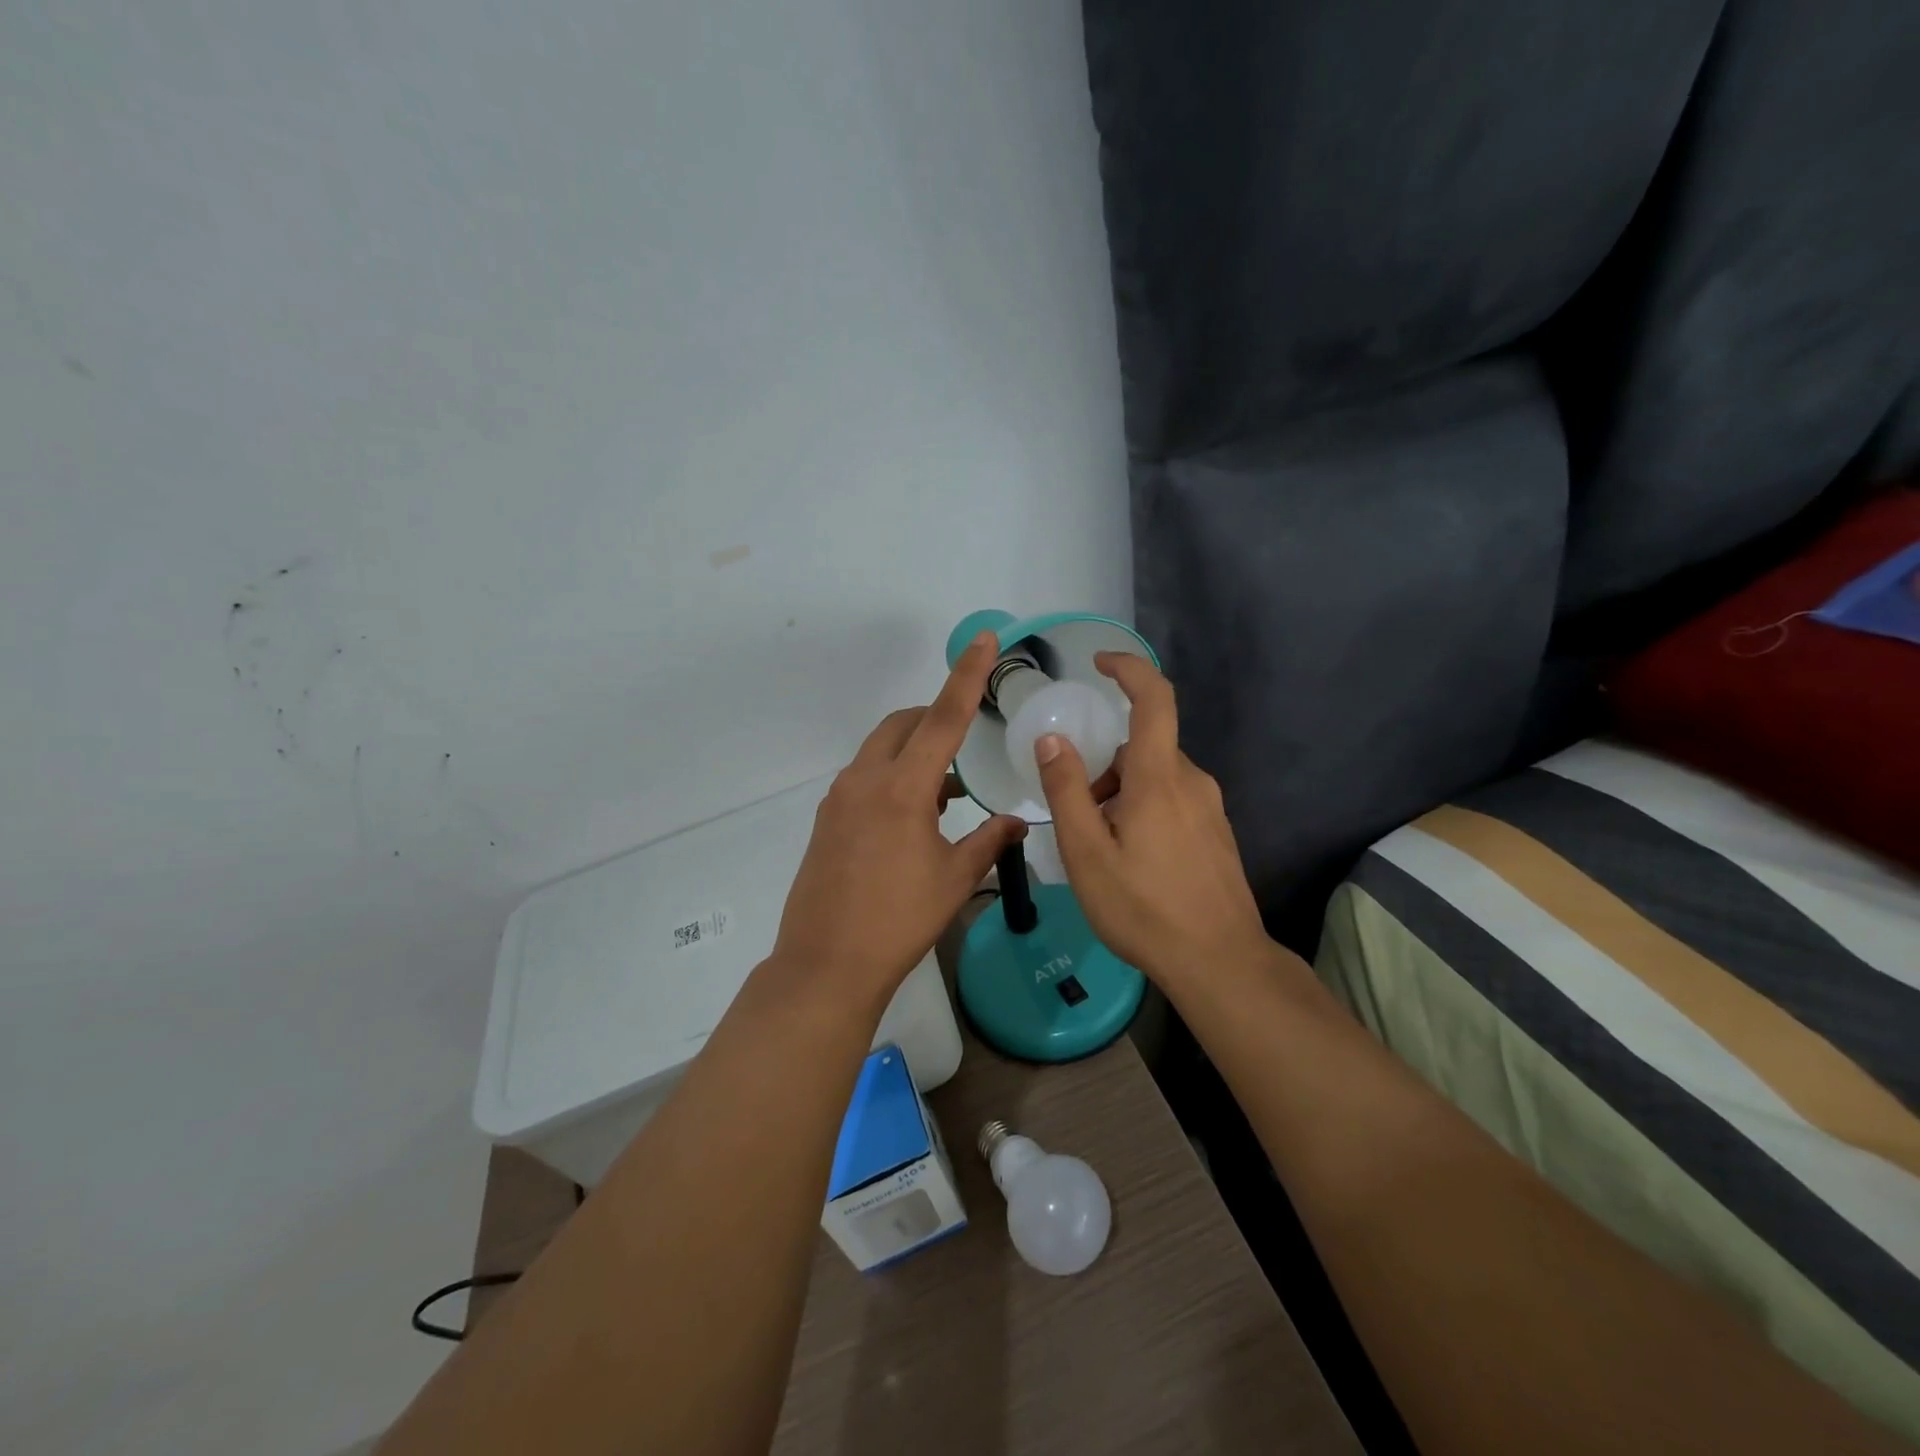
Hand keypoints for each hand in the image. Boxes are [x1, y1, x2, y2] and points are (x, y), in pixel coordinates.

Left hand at [772, 633, 1027, 1003]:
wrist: (827, 964)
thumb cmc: (899, 921)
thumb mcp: (955, 879)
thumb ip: (990, 840)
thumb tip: (1018, 821)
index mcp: (902, 789)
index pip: (942, 718)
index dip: (967, 676)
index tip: (984, 640)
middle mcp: (865, 780)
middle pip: (904, 724)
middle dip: (935, 717)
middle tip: (968, 737)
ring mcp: (839, 798)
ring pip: (881, 750)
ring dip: (915, 752)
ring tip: (948, 791)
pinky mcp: (826, 819)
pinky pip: (865, 777)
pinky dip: (893, 776)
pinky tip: (915, 816)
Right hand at [1033, 653, 1268, 986]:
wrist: (1220, 962)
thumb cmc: (1144, 907)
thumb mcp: (1086, 853)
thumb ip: (1066, 791)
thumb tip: (1052, 740)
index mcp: (1159, 777)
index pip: (1153, 698)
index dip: (1129, 669)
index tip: (1099, 662)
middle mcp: (1191, 781)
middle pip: (1143, 746)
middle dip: (1105, 765)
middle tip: (1078, 812)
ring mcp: (1210, 808)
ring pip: (1157, 776)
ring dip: (1123, 793)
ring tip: (1102, 846)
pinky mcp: (1217, 833)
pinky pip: (1174, 800)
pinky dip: (1144, 810)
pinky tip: (1133, 860)